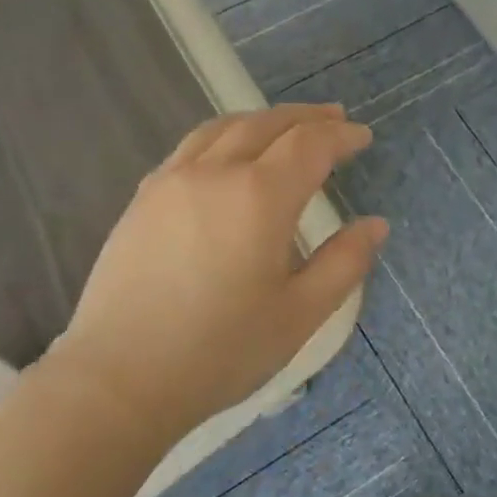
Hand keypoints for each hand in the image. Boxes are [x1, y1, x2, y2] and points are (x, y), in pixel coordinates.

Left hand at [49, 104, 386, 445]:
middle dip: (306, 118)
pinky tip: (229, 157)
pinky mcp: (142, 200)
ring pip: (222, 128)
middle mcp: (214, 173)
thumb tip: (375, 225)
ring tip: (286, 127)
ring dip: (263, 120)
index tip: (363, 138)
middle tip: (335, 119)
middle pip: (266, 124)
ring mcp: (170, 182)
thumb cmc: (223, 351)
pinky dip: (224, 137)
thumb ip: (344, 263)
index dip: (341, 136)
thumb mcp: (301, 313)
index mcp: (260, 197)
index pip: (310, 145)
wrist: (121, 379)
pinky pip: (190, 148)